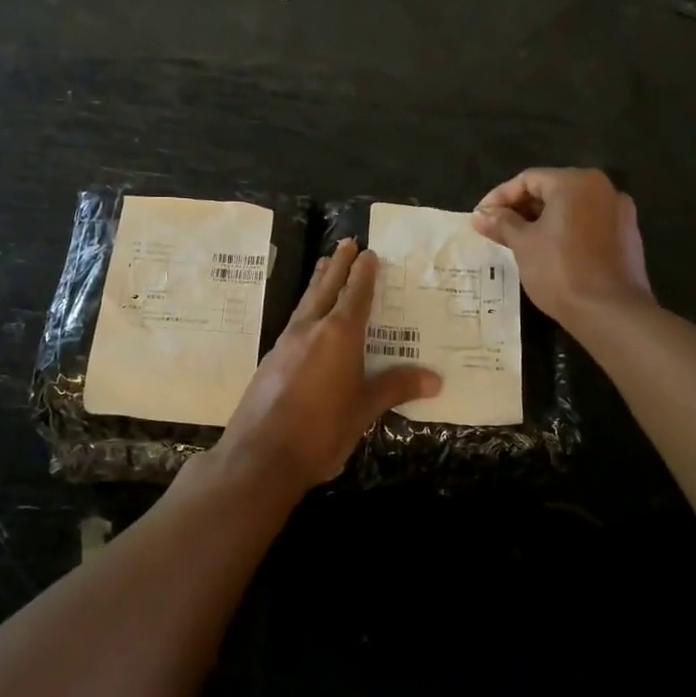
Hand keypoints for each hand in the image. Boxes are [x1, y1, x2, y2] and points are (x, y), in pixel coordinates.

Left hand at [210, 239, 440, 492]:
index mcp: (339, 335)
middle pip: (326, 288)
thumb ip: (395, 387)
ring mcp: (286, 343)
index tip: (368, 253)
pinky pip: (295, 323)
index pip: (355, 295)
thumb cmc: (321, 430)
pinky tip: (307, 319)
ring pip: (306, 303)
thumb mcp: (364, 409)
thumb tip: (435, 379)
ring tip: (323, 264)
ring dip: (318, 282)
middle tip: (346, 241)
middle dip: (337, 265)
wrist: (260, 456)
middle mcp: (310, 329)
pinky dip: (306, 309)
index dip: (363, 274)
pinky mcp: (271, 361)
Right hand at [471, 168, 653, 329]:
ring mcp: (619, 212)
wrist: (610, 312)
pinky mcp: (627, 236)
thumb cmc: (560, 270)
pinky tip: (549, 253)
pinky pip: (588, 224)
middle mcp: (602, 188)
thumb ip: (501, 223)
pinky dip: (565, 232)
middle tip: (496, 231)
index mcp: (575, 182)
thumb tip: (480, 215)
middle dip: (521, 209)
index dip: (499, 197)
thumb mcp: (523, 244)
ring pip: (570, 209)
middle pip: (551, 190)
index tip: (481, 218)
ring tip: (518, 243)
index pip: (528, 179)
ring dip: (542, 221)